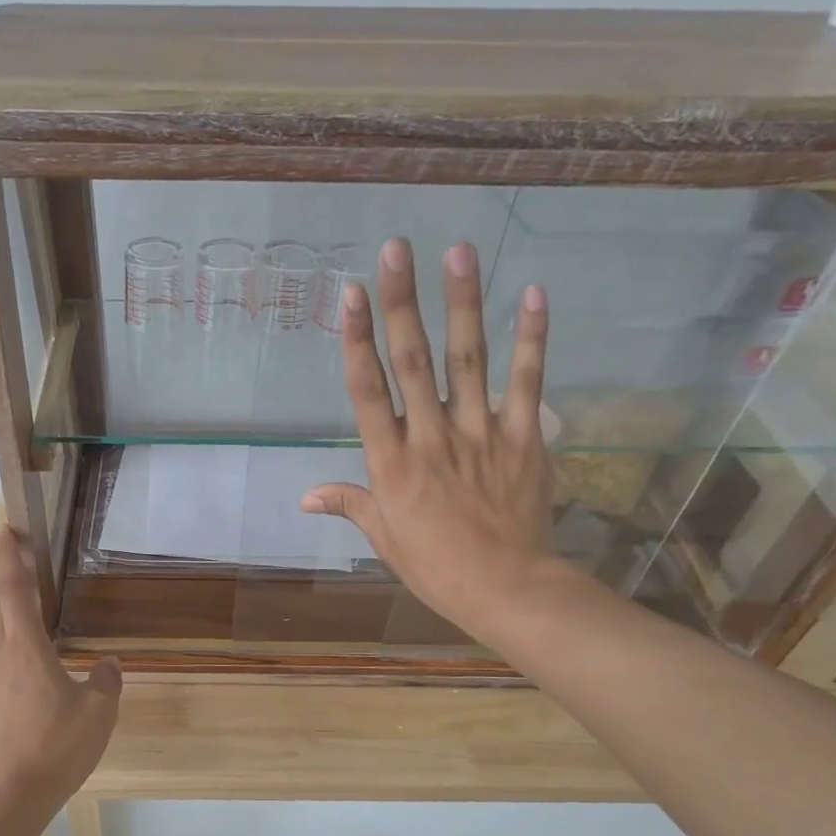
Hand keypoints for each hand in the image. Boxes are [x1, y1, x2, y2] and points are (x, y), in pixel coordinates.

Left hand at [0, 528, 121, 823]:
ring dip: (5, 615)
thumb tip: (109, 664)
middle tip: (23, 565)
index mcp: (25, 648)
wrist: (8, 796)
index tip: (8, 531)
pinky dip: (7, 646)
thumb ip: (106, 681)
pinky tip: (26, 665)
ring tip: (27, 613)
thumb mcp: (98, 712)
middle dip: (7, 580)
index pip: (14, 591)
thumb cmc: (55, 747)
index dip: (11, 558)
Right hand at [302, 239, 565, 646]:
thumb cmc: (435, 566)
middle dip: (401, 302)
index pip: (367, 391)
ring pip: (467, 359)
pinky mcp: (523, 437)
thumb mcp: (384, 538)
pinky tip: (531, 293)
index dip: (357, 339)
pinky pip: (527, 381)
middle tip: (396, 248)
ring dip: (461, 303)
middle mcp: (430, 437)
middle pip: (412, 361)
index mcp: (391, 463)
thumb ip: (349, 504)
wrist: (505, 587)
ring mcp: (479, 433)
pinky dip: (531, 338)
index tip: (351, 294)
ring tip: (457, 250)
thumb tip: (304, 497)